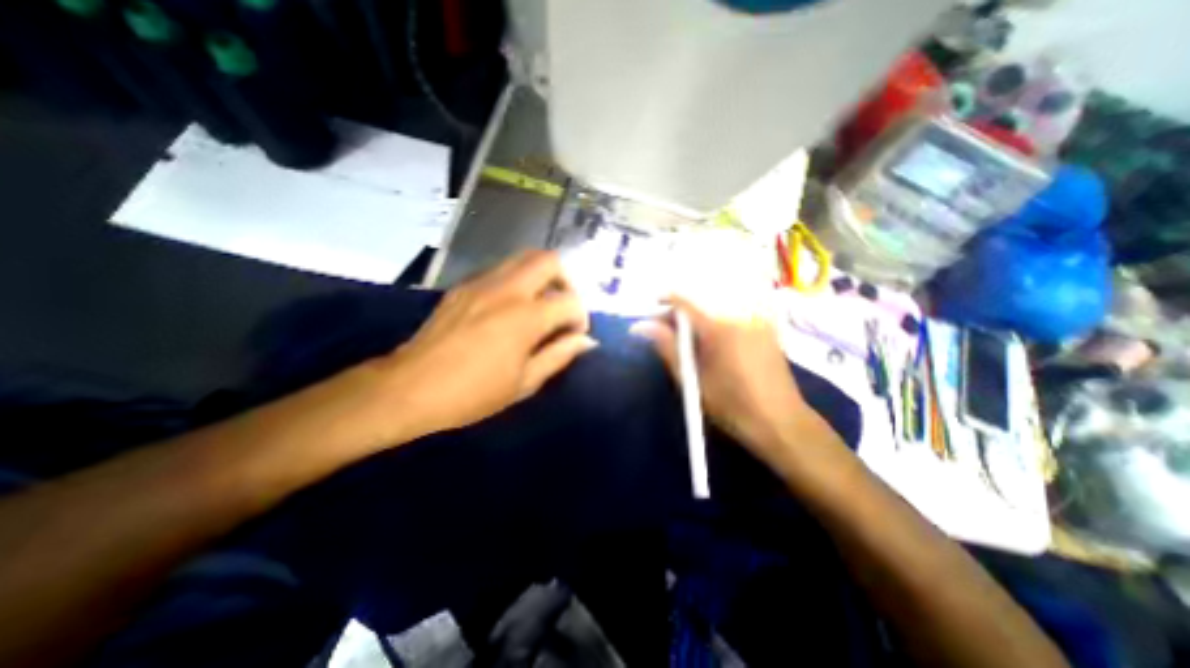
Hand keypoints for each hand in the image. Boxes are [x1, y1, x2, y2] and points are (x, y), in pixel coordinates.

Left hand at [377, 253, 593, 435]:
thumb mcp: (524, 382)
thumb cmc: (473, 393)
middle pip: (549, 261)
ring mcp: (482, 283)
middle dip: (566, 281)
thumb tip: (586, 341)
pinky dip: (517, 280)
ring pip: (523, 258)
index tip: (574, 335)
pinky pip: (500, 270)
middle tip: (562, 307)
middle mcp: (507, 290)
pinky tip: (510, 307)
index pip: (570, 302)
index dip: (581, 317)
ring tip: (539, 304)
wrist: (410, 388)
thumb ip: (559, 356)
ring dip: (541, 276)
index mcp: (525, 317)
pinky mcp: (463, 285)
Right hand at [633, 295, 835, 465]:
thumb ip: (667, 348)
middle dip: (680, 312)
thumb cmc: (732, 407)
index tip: (651, 309)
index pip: (685, 300)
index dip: (664, 299)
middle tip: (666, 333)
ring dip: (697, 317)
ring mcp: (757, 319)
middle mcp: (740, 314)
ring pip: (717, 306)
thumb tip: (641, 326)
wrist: (782, 423)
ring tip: (688, 340)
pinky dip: (716, 320)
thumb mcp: (692, 380)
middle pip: (701, 301)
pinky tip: (712, 341)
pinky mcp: (767, 328)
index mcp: (719, 327)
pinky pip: (734, 313)